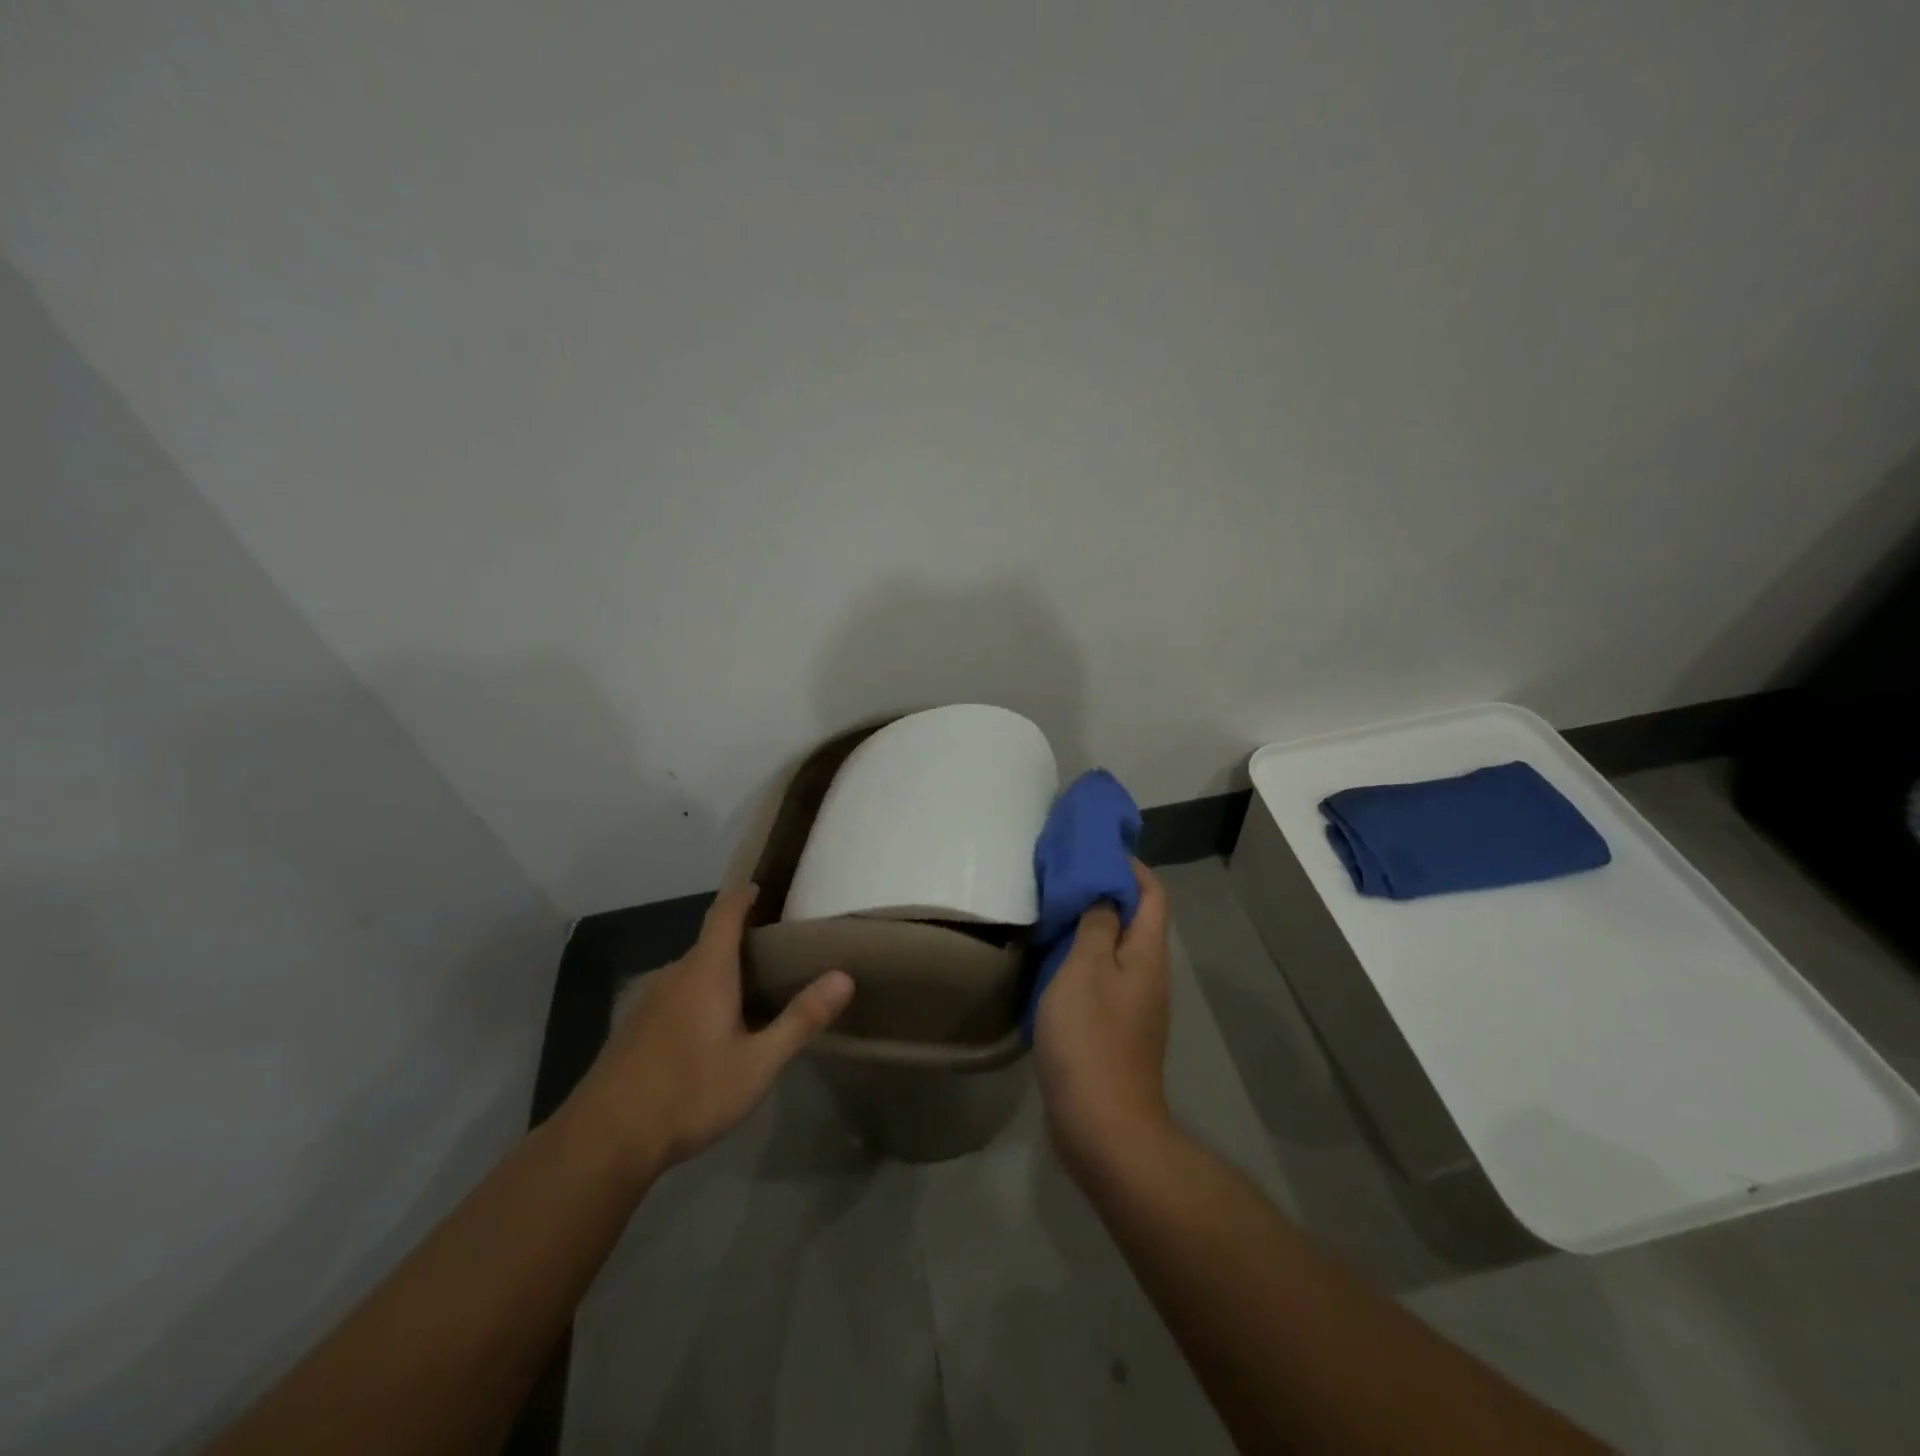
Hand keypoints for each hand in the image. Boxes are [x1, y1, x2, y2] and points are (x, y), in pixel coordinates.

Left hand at [569, 885, 854, 1176]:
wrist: (604, 1140)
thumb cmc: (690, 1093)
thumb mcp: (758, 1063)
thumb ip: (801, 1019)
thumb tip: (844, 977)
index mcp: (707, 971)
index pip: (725, 912)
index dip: (743, 895)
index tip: (762, 889)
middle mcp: (674, 975)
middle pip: (709, 943)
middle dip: (740, 942)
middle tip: (776, 957)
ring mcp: (647, 1001)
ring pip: (690, 973)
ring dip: (718, 974)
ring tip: (748, 995)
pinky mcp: (632, 1028)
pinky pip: (673, 996)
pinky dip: (696, 998)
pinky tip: (708, 1034)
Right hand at [1033, 860, 1173, 1181]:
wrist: (1104, 1126)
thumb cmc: (1091, 1039)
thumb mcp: (1085, 970)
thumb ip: (1096, 924)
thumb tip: (1105, 891)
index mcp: (1146, 953)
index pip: (1152, 893)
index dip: (1130, 865)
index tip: (1094, 848)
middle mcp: (1148, 974)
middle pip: (1136, 918)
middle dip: (1106, 891)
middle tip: (1063, 875)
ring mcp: (1134, 1005)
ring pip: (1116, 948)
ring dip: (1091, 924)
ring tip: (1053, 909)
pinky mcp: (1116, 1029)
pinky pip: (1102, 977)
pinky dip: (1082, 957)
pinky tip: (1051, 960)